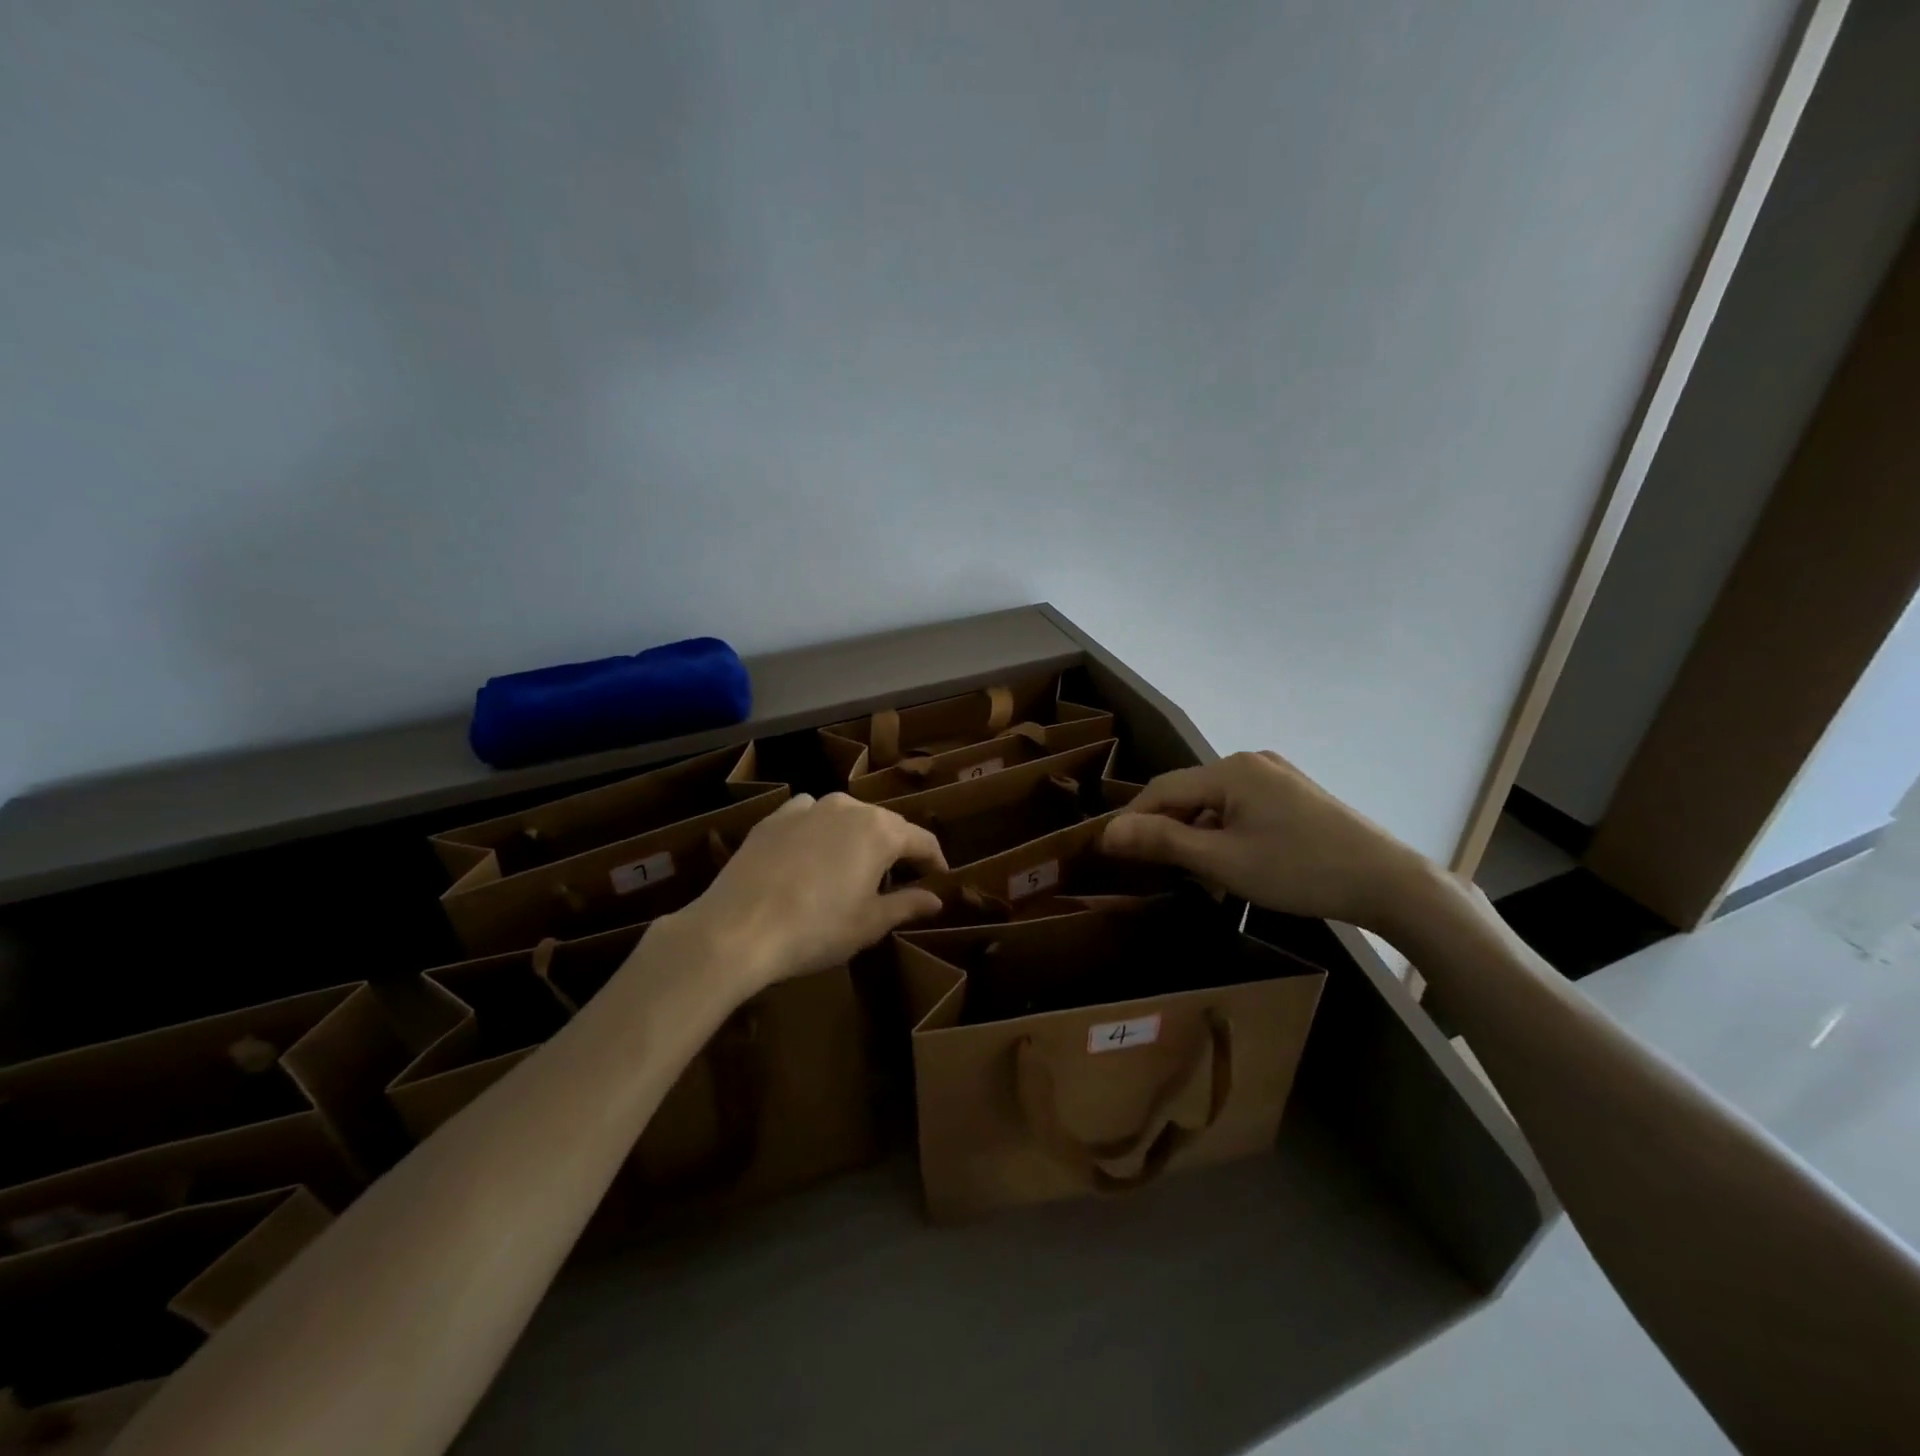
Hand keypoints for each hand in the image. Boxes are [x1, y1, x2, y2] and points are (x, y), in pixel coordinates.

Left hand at [670, 792, 947, 989]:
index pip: (922, 841)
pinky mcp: (774, 818)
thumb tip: (935, 899)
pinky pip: (809, 816)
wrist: (737, 928)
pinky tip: (811, 854)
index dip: (935, 862)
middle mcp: (848, 808)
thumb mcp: (869, 923)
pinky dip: (819, 831)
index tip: (940, 880)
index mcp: (880, 831)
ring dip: (857, 838)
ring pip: (846, 817)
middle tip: (898, 880)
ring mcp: (807, 808)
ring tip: (851, 868)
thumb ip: (907, 905)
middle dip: (896, 850)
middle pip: (885, 825)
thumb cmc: (815, 929)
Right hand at [1101, 751, 1434, 930]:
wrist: (1388, 882)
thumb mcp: (1222, 860)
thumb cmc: (1298, 870)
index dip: (1132, 819)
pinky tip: (1230, 861)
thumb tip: (1108, 832)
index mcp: (1230, 770)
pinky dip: (1224, 831)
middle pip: (1188, 792)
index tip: (1111, 852)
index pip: (1161, 789)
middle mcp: (1250, 762)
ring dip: (1196, 833)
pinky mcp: (1295, 794)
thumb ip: (1162, 841)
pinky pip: (1241, 807)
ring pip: (1215, 802)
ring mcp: (1276, 776)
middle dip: (1166, 827)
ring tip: (1192, 872)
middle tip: (1151, 867)